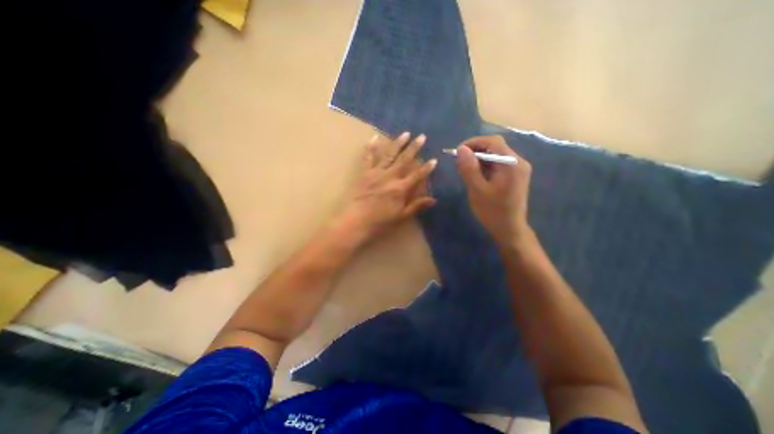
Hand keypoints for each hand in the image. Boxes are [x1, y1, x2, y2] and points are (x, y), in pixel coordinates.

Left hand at [337, 131, 437, 242]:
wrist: (356, 221)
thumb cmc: (380, 222)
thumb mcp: (401, 216)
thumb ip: (416, 206)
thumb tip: (434, 199)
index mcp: (400, 189)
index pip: (417, 176)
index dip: (426, 168)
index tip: (434, 159)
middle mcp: (390, 177)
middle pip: (404, 160)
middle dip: (414, 148)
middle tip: (422, 136)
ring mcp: (376, 173)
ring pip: (389, 155)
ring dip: (398, 143)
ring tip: (405, 133)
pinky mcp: (365, 173)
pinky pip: (368, 158)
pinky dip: (370, 148)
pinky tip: (374, 137)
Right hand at [459, 135, 533, 247]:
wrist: (509, 230)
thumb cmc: (492, 211)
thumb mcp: (477, 190)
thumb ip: (469, 168)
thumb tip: (461, 149)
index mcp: (511, 163)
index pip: (492, 141)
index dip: (473, 142)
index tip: (458, 151)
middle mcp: (518, 162)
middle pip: (495, 147)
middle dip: (475, 151)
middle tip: (460, 163)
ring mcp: (518, 169)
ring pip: (496, 156)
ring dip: (480, 160)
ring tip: (466, 171)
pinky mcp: (516, 176)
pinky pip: (499, 165)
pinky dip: (486, 167)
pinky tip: (477, 176)